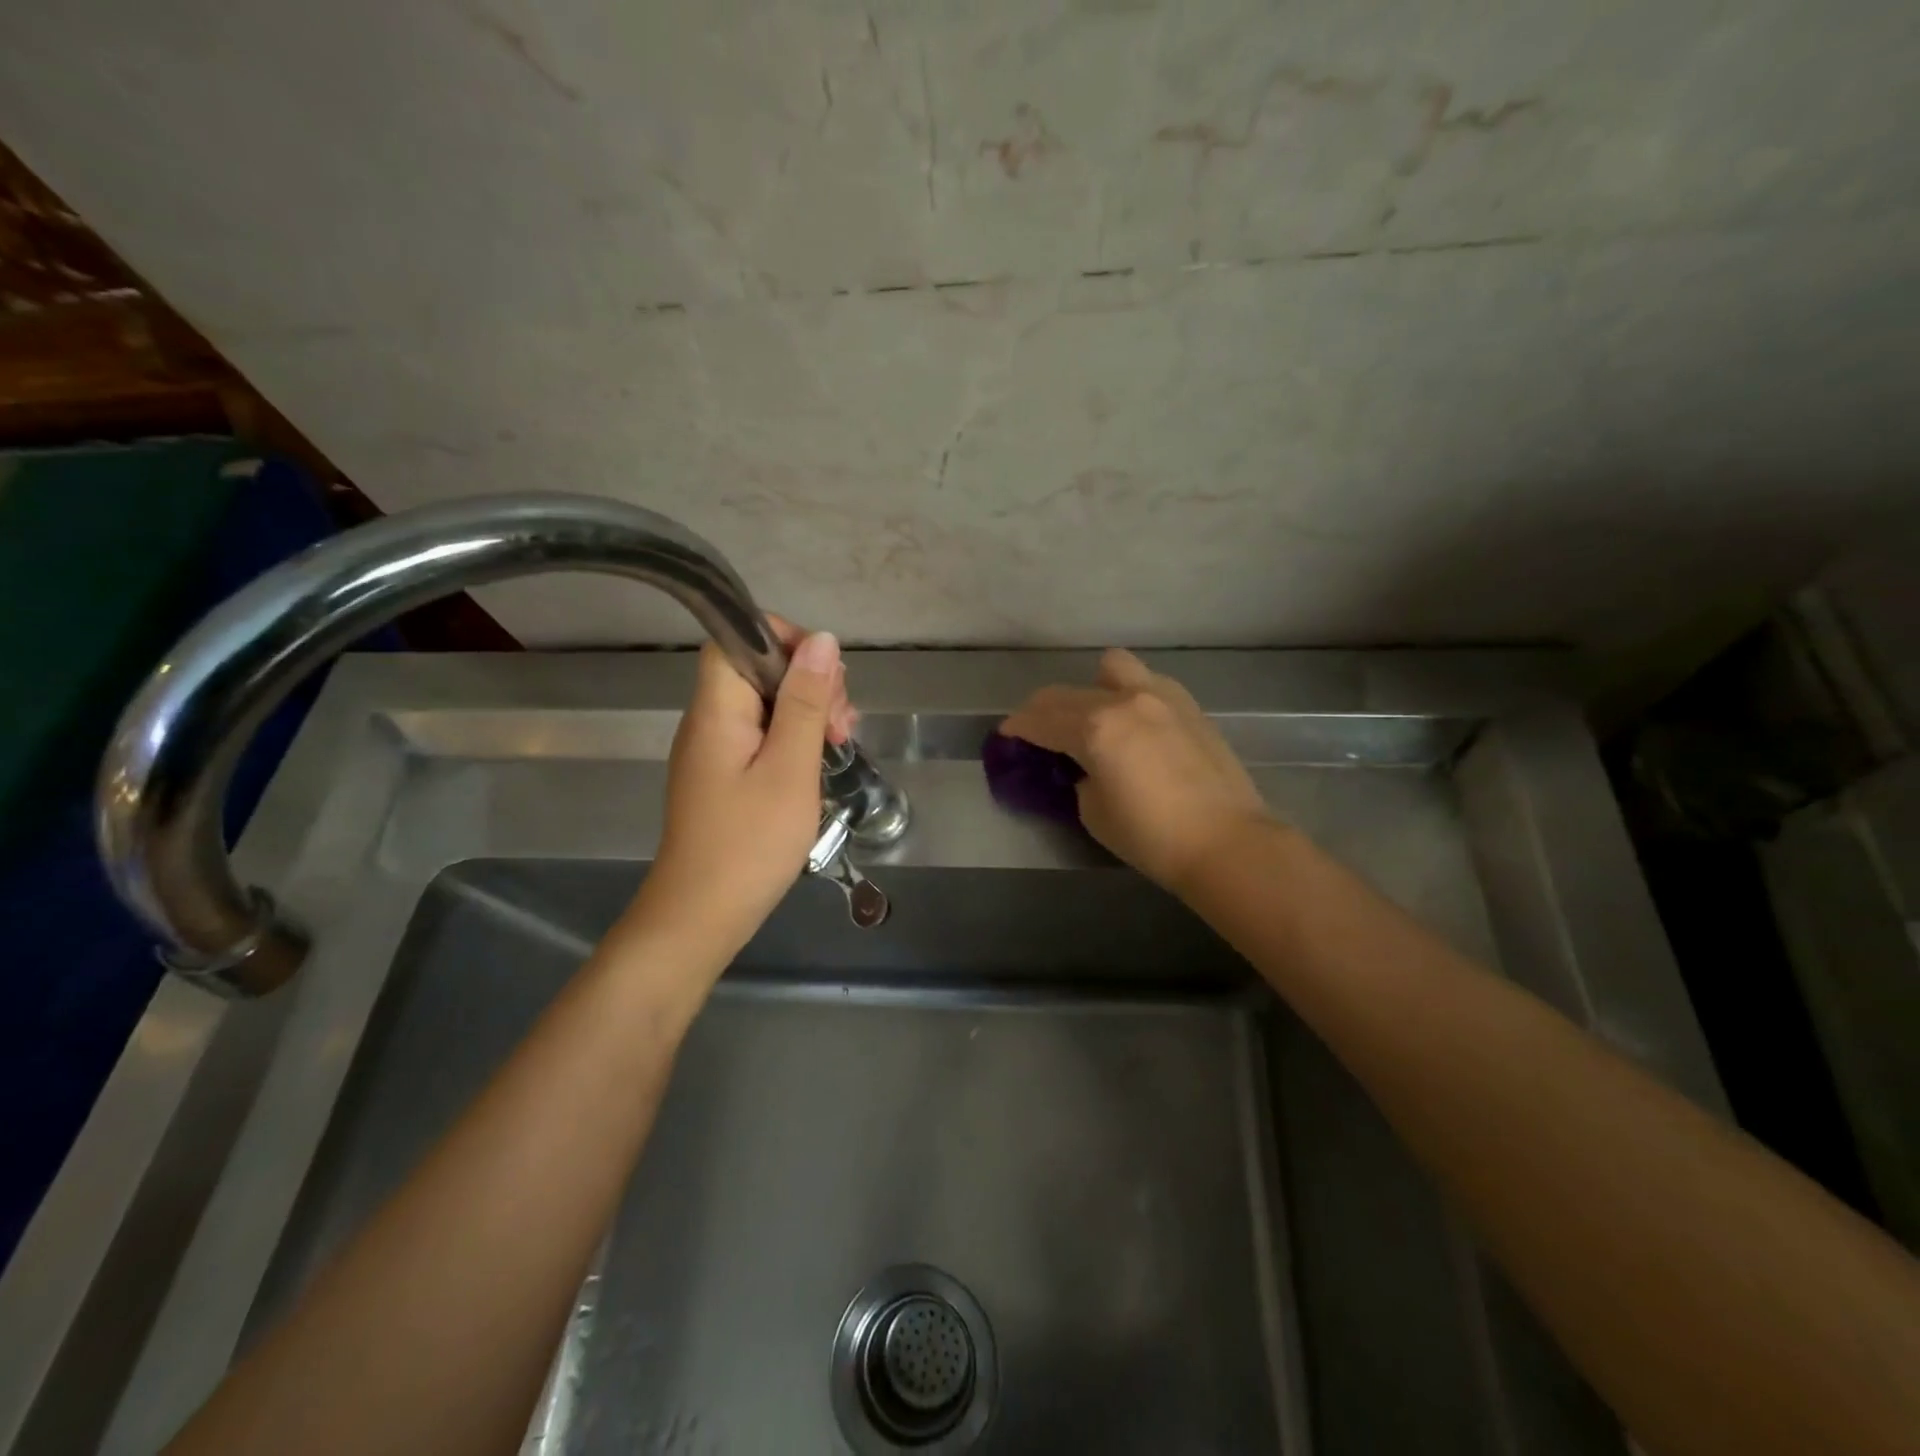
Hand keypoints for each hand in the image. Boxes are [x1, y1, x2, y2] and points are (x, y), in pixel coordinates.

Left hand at [634, 618, 853, 958]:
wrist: (702, 916)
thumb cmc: (750, 843)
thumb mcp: (790, 769)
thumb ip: (806, 703)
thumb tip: (823, 641)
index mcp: (717, 709)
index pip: (738, 638)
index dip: (784, 640)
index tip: (827, 674)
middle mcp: (709, 720)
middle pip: (757, 669)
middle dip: (809, 682)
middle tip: (842, 724)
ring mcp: (715, 749)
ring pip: (765, 704)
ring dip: (808, 712)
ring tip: (840, 744)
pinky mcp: (724, 774)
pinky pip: (761, 735)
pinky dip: (794, 739)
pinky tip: (818, 763)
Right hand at [999, 648, 1274, 894]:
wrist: (1227, 842)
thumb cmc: (1152, 838)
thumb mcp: (1094, 812)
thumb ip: (1079, 777)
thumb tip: (1083, 765)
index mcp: (1095, 729)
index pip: (1041, 720)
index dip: (1017, 727)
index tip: (1006, 734)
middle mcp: (1124, 700)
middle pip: (1066, 693)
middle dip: (1043, 710)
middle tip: (1037, 730)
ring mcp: (1160, 696)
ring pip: (1111, 668)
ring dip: (1090, 688)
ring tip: (1093, 716)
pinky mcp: (1188, 705)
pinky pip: (1145, 682)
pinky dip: (1127, 693)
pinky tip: (1133, 722)